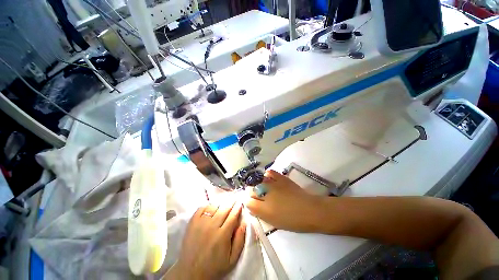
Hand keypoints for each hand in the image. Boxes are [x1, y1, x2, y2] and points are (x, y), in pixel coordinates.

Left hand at [166, 201, 245, 279]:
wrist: (191, 272)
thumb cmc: (214, 266)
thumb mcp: (232, 259)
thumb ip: (240, 240)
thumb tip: (244, 222)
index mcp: (222, 235)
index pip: (233, 215)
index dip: (238, 207)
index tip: (240, 202)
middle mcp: (212, 226)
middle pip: (224, 208)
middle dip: (231, 202)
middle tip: (234, 199)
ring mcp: (200, 223)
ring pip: (214, 206)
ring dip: (220, 204)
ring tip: (224, 204)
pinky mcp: (192, 223)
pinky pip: (202, 208)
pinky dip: (208, 205)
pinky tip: (212, 207)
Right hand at [244, 170, 324, 231]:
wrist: (310, 210)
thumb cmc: (293, 221)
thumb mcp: (274, 222)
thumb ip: (260, 213)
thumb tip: (251, 206)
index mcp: (264, 208)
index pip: (248, 202)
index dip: (248, 202)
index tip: (252, 203)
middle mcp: (266, 194)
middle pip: (252, 191)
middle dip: (252, 194)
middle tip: (259, 197)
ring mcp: (273, 184)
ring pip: (258, 182)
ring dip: (259, 185)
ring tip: (263, 188)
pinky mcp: (281, 178)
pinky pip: (270, 172)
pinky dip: (267, 175)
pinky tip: (268, 178)